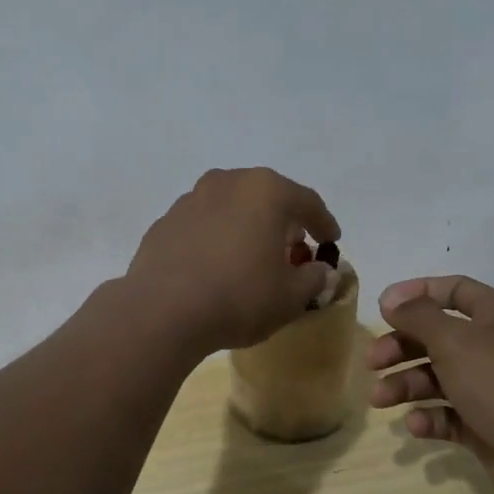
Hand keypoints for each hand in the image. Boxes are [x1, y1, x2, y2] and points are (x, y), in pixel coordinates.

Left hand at [124, 168, 340, 356]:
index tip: (331, 241)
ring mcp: (191, 199)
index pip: (306, 201)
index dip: (323, 222)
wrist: (162, 310)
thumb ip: (313, 278)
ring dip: (246, 226)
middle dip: (283, 221)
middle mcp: (227, 183)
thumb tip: (320, 270)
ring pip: (231, 207)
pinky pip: (203, 224)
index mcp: (265, 191)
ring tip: (252, 256)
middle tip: (293, 247)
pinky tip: (216, 265)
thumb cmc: (239, 297)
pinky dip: (216, 238)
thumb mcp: (290, 296)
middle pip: (266, 197)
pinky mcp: (165, 222)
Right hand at [366, 275, 493, 493]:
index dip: (416, 293)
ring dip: (406, 384)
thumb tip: (392, 300)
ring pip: (438, 376)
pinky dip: (429, 416)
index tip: (382, 308)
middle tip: (372, 361)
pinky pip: (449, 413)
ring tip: (381, 399)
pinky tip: (416, 426)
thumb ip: (418, 316)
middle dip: (401, 347)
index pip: (453, 290)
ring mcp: (493, 388)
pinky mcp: (488, 426)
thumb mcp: (454, 340)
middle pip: (438, 336)